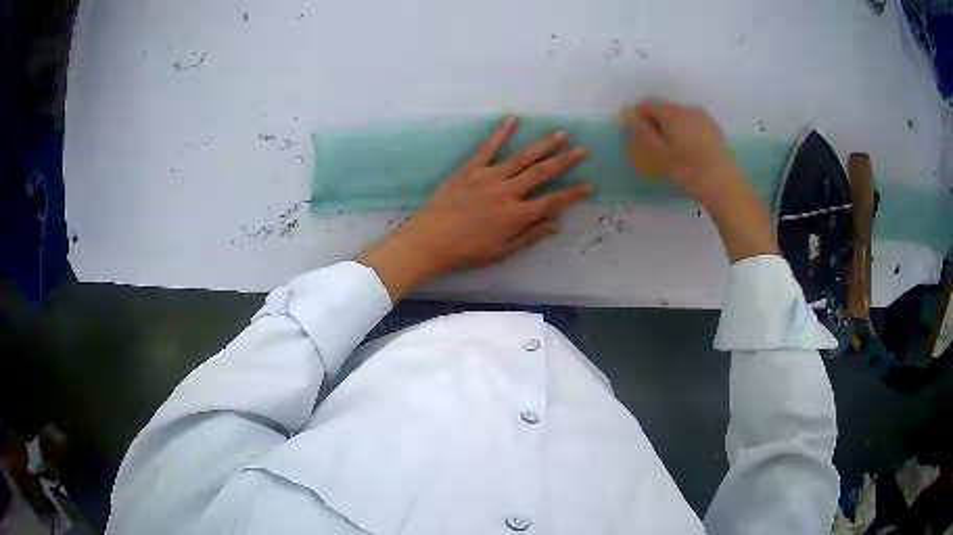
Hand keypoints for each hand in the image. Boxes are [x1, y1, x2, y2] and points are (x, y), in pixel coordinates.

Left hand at [358, 115, 589, 299]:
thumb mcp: (501, 250)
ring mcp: (489, 177)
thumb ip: (529, 236)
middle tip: (582, 149)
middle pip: (542, 173)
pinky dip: (500, 132)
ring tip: (560, 133)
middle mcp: (507, 192)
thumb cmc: (466, 251)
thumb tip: (557, 225)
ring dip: (543, 144)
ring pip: (522, 157)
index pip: (552, 202)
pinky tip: (513, 118)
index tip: (588, 185)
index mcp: (516, 216)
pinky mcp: (470, 169)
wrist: (429, 240)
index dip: (572, 194)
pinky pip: (488, 147)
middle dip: (565, 160)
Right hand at [626, 98, 776, 262]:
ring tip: (676, 155)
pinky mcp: (714, 130)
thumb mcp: (660, 155)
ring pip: (679, 118)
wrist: (726, 187)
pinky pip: (693, 125)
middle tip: (659, 151)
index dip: (640, 120)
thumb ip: (643, 132)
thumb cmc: (689, 172)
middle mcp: (688, 109)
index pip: (646, 105)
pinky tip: (692, 155)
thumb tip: (629, 115)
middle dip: (656, 125)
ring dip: (672, 130)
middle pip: (664, 109)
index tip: (643, 142)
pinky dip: (686, 134)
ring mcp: (704, 118)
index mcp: (673, 112)